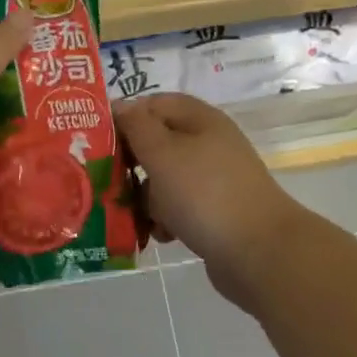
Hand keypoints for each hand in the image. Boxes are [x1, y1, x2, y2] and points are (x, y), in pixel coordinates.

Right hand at [114, 94, 308, 305]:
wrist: (258, 252)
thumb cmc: (204, 194)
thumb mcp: (163, 153)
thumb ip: (137, 126)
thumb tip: (119, 106)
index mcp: (200, 120)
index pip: (154, 104)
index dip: (126, 118)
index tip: (98, 142)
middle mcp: (208, 144)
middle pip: (157, 144)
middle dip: (131, 164)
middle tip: (107, 182)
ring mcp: (213, 179)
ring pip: (164, 179)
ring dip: (145, 197)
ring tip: (134, 215)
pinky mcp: (214, 211)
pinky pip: (178, 207)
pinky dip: (164, 218)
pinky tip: (159, 235)